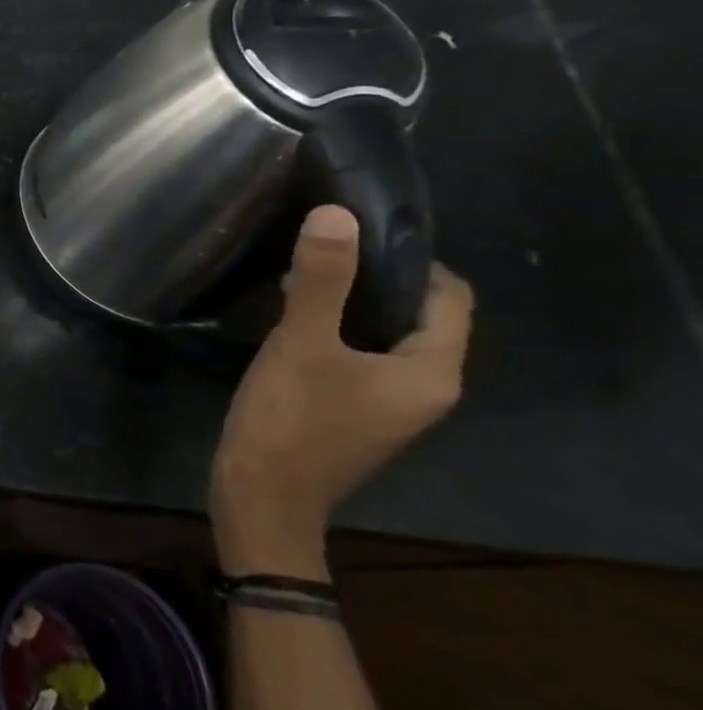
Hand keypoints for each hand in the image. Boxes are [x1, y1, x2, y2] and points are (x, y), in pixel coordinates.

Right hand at [211, 205, 472, 575]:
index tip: (353, 229)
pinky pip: (361, 354)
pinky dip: (335, 329)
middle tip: (317, 247)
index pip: (448, 296)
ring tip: (296, 276)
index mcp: (431, 371)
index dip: (408, 257)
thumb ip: (321, 279)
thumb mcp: (301, 342)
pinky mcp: (357, 410)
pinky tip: (290, 319)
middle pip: (417, 313)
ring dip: (349, 302)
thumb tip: (335, 213)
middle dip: (372, 276)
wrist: (262, 495)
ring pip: (383, 333)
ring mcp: (390, 403)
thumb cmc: (292, 419)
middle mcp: (425, 387)